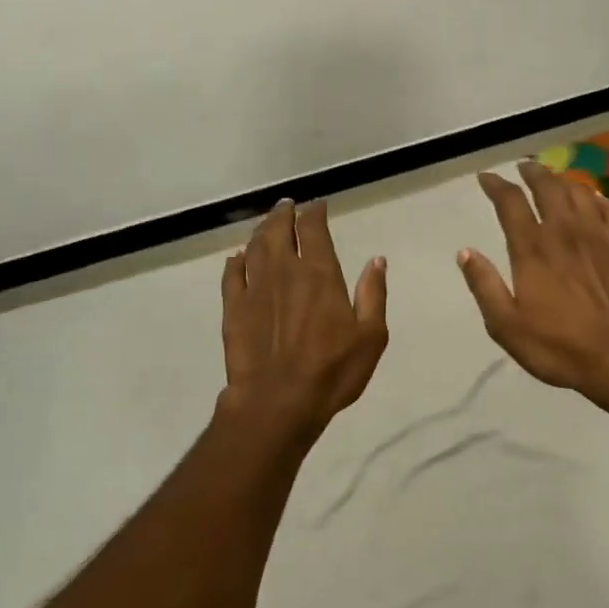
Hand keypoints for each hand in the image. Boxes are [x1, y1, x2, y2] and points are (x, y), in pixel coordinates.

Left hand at [221, 199, 388, 439]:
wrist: (277, 402)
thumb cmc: (332, 371)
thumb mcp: (371, 336)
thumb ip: (373, 294)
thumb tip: (377, 260)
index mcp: (319, 273)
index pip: (313, 230)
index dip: (315, 213)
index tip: (318, 205)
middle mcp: (284, 271)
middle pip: (279, 230)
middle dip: (284, 214)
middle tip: (287, 205)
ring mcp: (254, 288)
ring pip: (254, 247)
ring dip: (261, 231)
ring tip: (267, 224)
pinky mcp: (233, 308)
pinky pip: (231, 275)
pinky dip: (235, 261)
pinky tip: (237, 258)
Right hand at [459, 162, 608, 400]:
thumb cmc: (560, 346)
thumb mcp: (507, 325)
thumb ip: (484, 286)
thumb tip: (465, 252)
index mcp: (532, 249)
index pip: (511, 203)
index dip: (496, 185)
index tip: (487, 178)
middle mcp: (564, 231)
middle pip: (548, 187)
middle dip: (532, 173)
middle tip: (524, 168)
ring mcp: (599, 234)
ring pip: (579, 192)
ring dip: (562, 181)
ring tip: (554, 180)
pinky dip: (597, 198)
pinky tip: (594, 200)